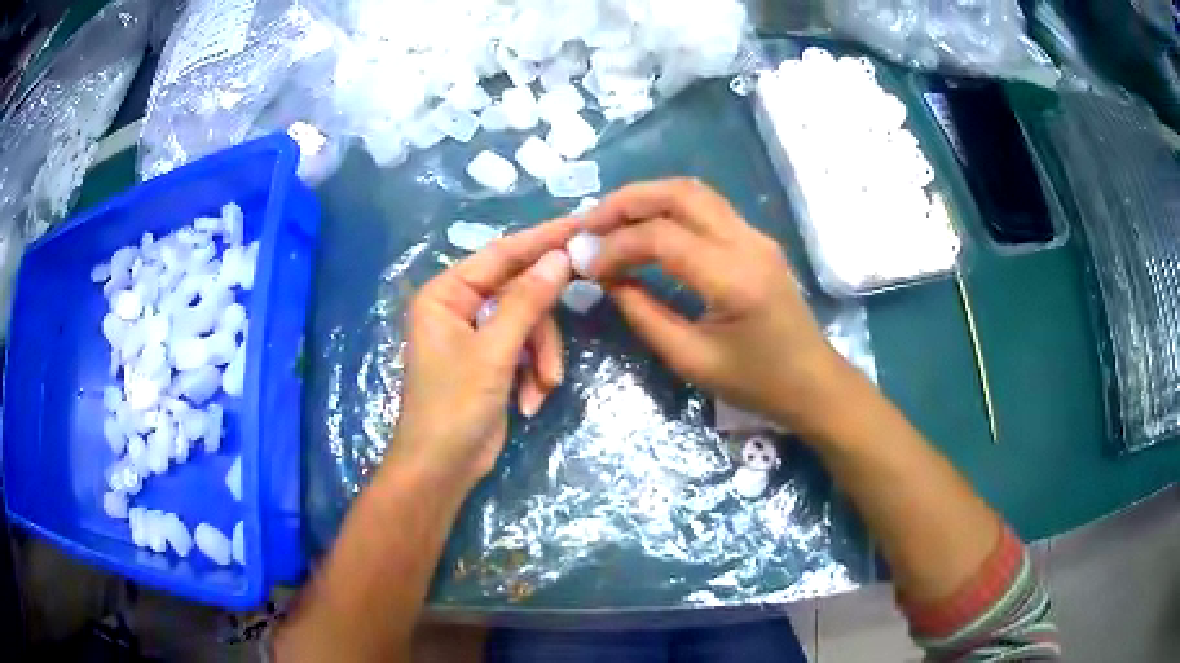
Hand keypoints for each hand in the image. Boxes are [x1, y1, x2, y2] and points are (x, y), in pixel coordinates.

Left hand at [387, 219, 577, 492]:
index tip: (582, 224)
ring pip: (529, 326)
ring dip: (542, 359)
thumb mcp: (494, 353)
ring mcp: (477, 335)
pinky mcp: (492, 361)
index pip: (501, 254)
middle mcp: (459, 306)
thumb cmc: (453, 407)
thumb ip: (526, 302)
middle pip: (520, 293)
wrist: (441, 469)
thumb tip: (559, 257)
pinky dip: (533, 376)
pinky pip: (526, 351)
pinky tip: (528, 403)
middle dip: (543, 328)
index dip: (542, 239)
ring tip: (542, 389)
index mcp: (446, 293)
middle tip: (580, 311)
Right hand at [581, 179, 849, 435]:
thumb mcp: (690, 359)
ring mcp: (756, 235)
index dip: (615, 244)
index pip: (662, 237)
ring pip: (693, 192)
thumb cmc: (756, 383)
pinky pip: (706, 208)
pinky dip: (668, 209)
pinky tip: (645, 229)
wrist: (813, 382)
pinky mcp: (756, 239)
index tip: (584, 262)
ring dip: (647, 199)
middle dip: (626, 201)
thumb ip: (643, 313)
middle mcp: (747, 242)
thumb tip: (606, 277)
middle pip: (679, 193)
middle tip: (589, 224)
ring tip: (610, 222)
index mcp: (733, 279)